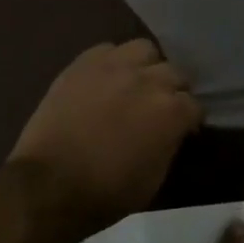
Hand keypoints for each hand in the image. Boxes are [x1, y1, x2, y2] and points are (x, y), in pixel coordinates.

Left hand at [8, 39, 200, 238]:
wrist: (49, 184)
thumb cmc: (107, 192)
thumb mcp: (154, 177)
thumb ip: (170, 144)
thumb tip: (173, 131)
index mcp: (170, 111)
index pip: (194, 105)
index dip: (190, 119)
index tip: (184, 130)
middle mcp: (148, 80)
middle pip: (174, 72)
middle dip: (173, 90)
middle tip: (160, 107)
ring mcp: (114, 66)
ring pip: (144, 49)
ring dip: (146, 66)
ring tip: (136, 83)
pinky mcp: (83, 62)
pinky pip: (108, 50)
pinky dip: (113, 62)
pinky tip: (107, 79)